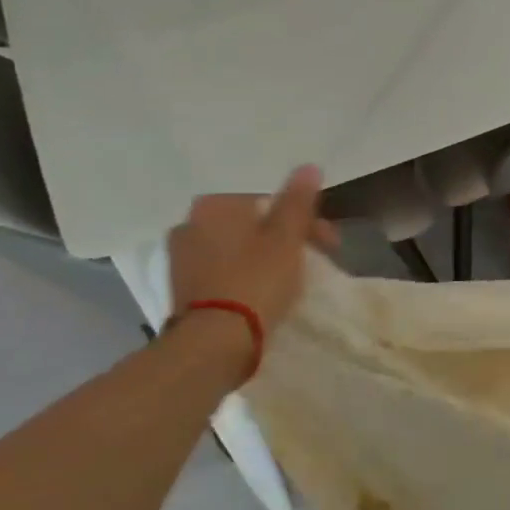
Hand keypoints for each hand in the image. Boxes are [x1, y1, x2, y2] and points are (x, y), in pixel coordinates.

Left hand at [167, 165, 334, 334]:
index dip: (304, 218)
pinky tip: (263, 289)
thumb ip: (298, 201)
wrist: (214, 343)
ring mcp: (181, 257)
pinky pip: (223, 267)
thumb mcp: (287, 239)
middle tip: (316, 259)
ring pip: (237, 244)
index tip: (328, 242)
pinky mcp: (181, 287)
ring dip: (265, 253)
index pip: (269, 198)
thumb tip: (308, 166)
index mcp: (215, 205)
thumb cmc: (256, 281)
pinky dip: (245, 272)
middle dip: (286, 235)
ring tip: (291, 277)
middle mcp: (190, 223)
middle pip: (252, 221)